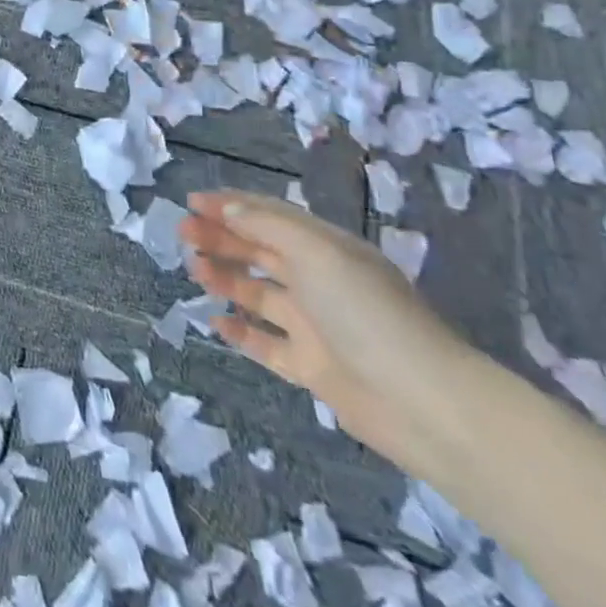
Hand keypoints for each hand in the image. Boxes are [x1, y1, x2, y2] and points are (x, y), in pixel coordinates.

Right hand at [183, 190, 477, 474]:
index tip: (190, 202)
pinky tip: (215, 321)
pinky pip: (266, 342)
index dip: (230, 205)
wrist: (423, 404)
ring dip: (225, 277)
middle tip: (182, 234)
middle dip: (221, 238)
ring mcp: (314, 325)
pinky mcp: (311, 366)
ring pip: (258, 294)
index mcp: (326, 249)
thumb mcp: (317, 255)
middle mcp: (319, 282)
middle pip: (260, 252)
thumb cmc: (367, 314)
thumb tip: (227, 208)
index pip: (270, 217)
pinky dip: (240, 331)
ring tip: (194, 270)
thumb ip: (268, 228)